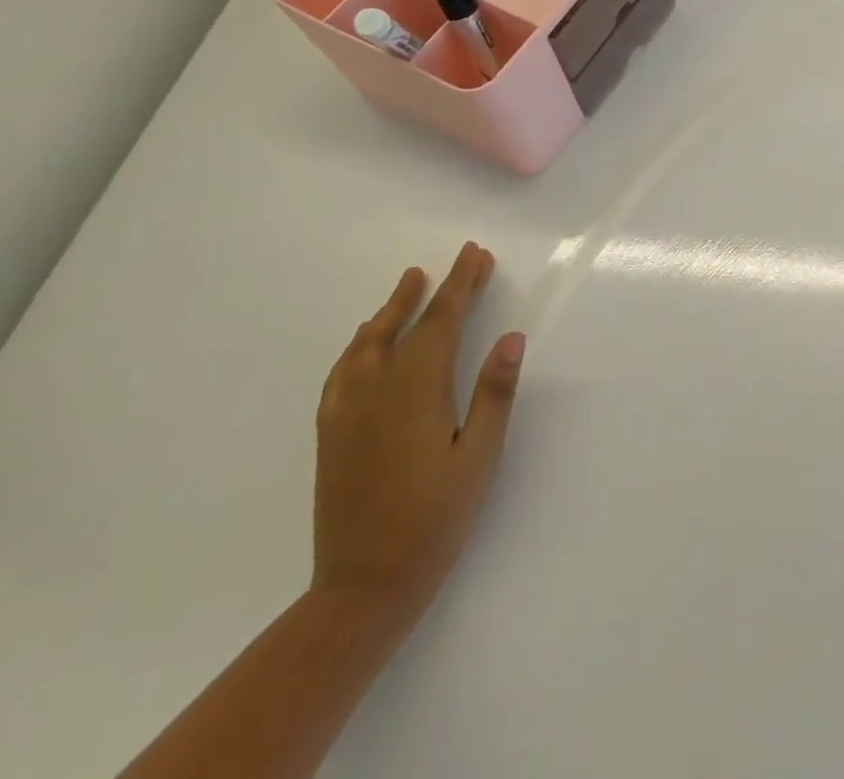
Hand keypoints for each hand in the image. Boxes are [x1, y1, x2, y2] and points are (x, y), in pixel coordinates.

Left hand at [312, 242, 524, 622]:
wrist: (361, 589)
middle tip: (461, 259)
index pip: (442, 322)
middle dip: (437, 288)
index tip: (477, 254)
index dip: (462, 285)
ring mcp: (347, 412)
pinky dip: (359, 343)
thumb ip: (494, 394)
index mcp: (416, 392)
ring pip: (368, 342)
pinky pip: (343, 370)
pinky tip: (365, 341)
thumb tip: (511, 337)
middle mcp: (376, 391)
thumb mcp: (479, 458)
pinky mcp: (332, 433)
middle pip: (408, 325)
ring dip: (393, 308)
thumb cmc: (434, 521)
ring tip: (411, 282)